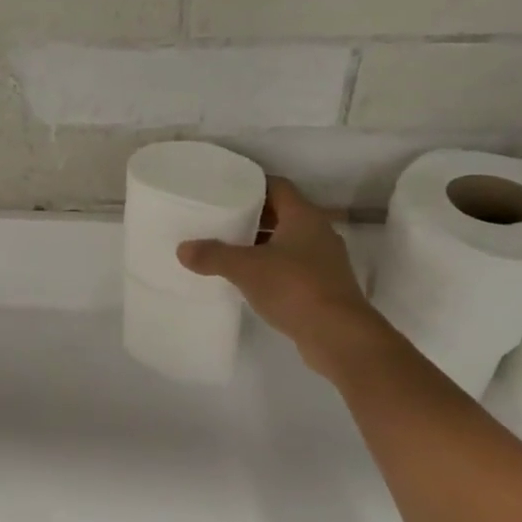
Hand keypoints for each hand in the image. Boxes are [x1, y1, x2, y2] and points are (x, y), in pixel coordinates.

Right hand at [177, 177, 382, 373]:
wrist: (339, 336)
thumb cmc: (294, 288)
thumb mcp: (246, 269)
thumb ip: (213, 255)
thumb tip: (182, 249)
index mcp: (304, 217)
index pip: (277, 187)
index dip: (252, 185)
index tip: (226, 191)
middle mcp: (318, 233)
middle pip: (282, 214)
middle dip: (252, 217)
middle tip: (221, 220)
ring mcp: (324, 261)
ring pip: (287, 242)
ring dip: (261, 245)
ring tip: (229, 250)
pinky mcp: (324, 287)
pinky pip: (292, 267)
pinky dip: (271, 268)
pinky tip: (249, 280)